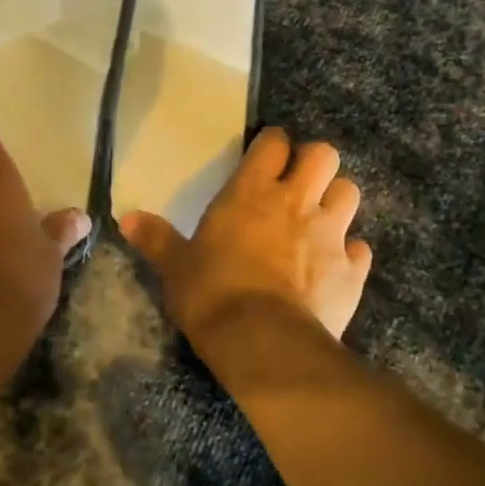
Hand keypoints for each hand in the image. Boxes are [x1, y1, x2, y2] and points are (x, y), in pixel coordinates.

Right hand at [120, 128, 371, 343]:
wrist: (263, 343)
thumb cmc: (212, 294)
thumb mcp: (175, 267)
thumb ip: (156, 238)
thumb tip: (124, 217)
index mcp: (252, 192)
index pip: (274, 142)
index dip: (273, 144)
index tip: (267, 155)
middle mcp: (296, 202)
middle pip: (324, 154)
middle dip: (315, 162)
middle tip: (298, 183)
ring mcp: (329, 234)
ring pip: (350, 192)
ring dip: (336, 200)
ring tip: (321, 219)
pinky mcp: (351, 270)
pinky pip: (360, 249)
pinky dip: (351, 253)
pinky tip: (336, 266)